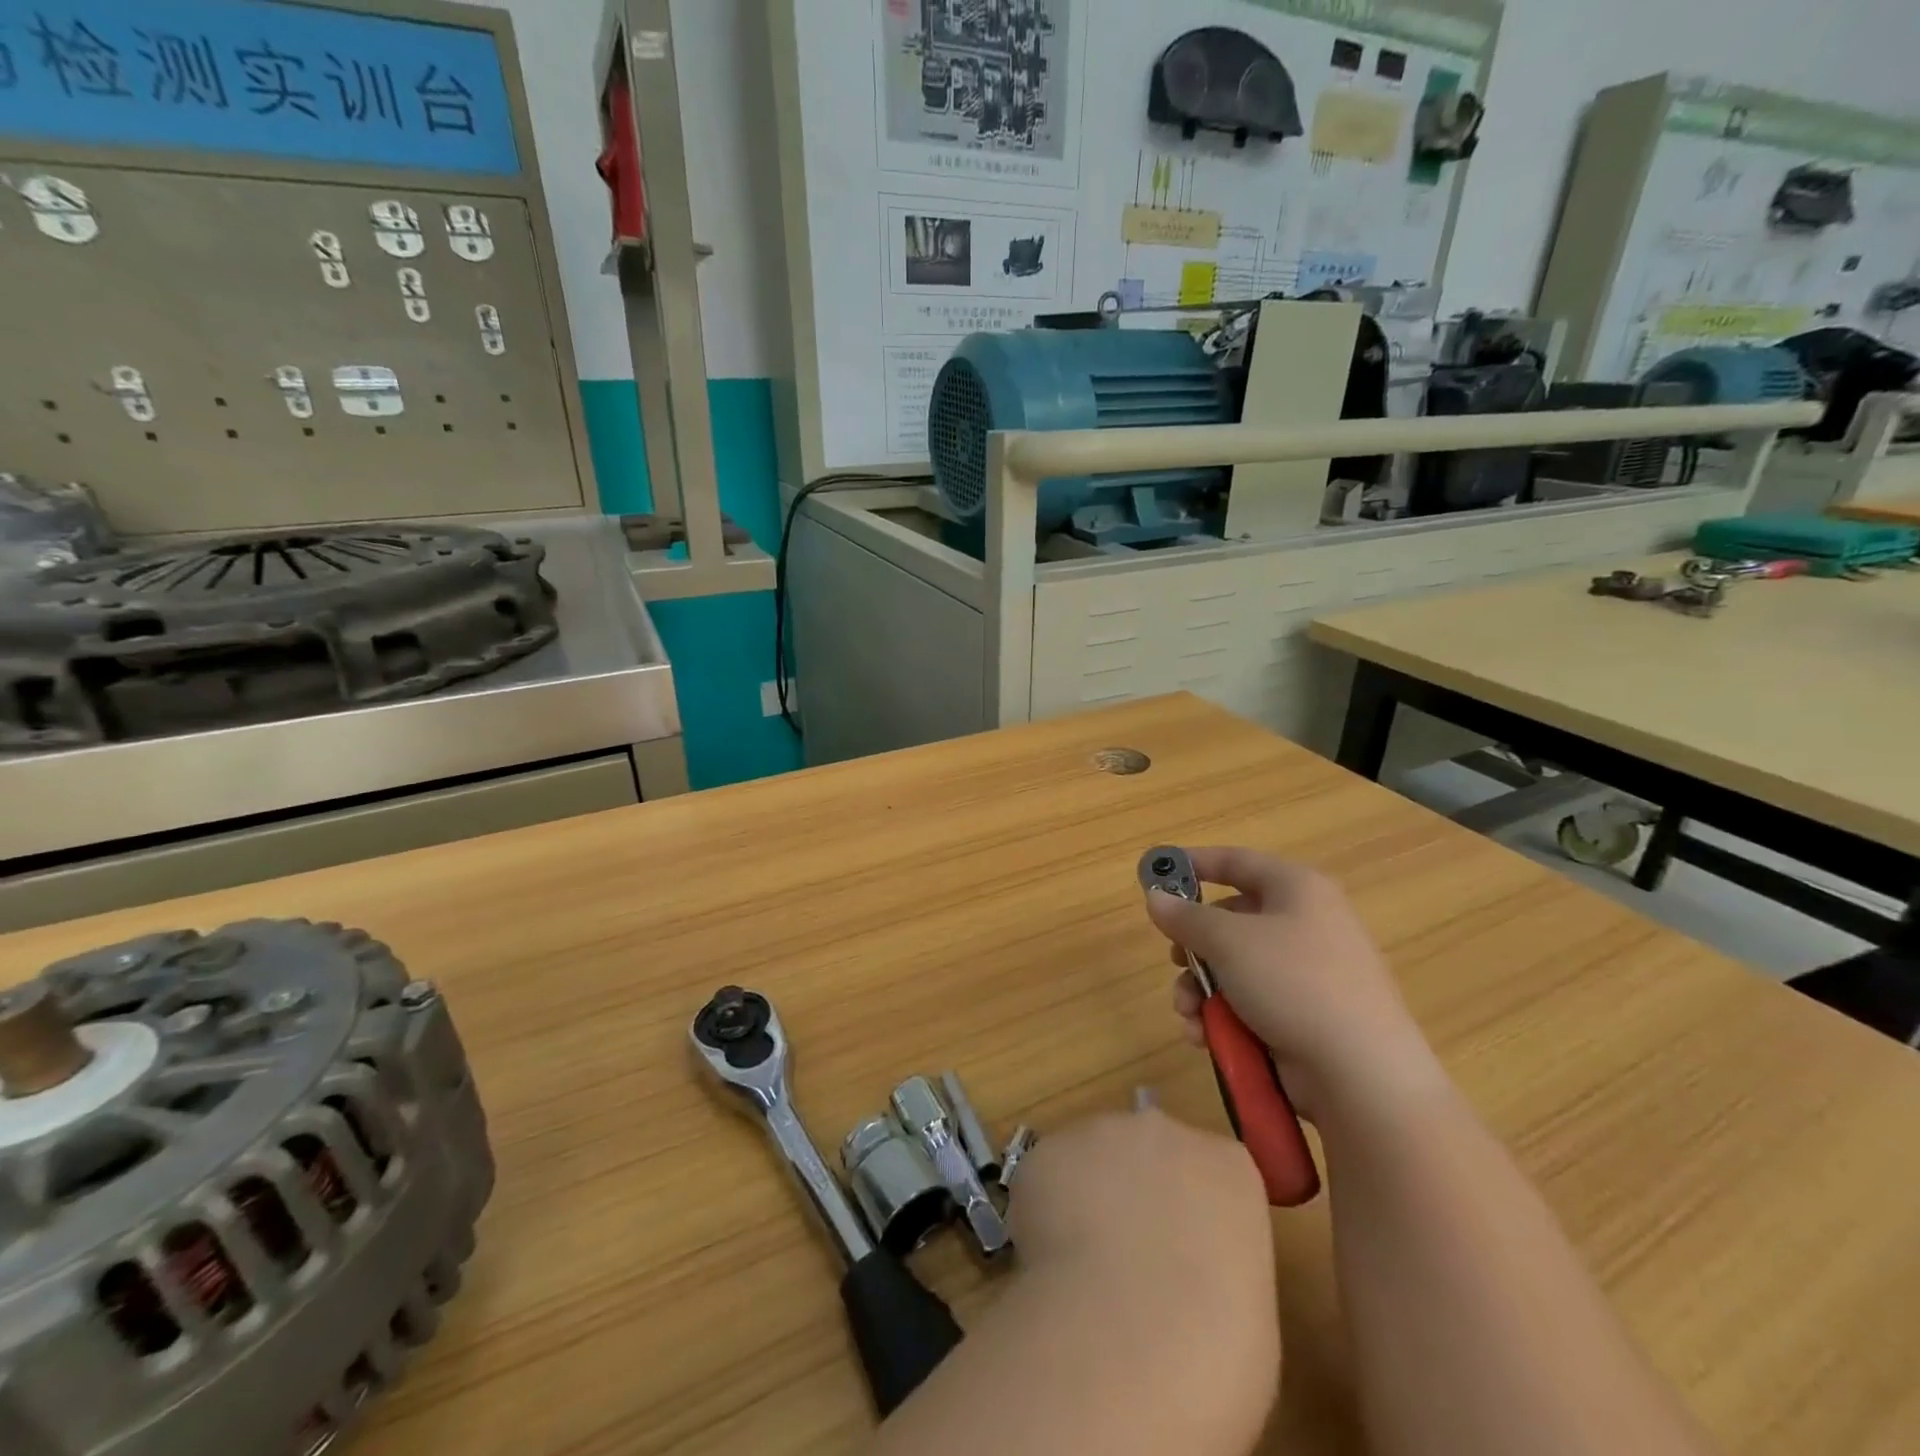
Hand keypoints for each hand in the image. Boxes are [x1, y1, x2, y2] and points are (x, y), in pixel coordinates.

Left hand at [1007, 1109, 1279, 1424]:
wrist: (1128, 1342)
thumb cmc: (1216, 1351)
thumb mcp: (1248, 1312)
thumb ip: (1216, 1265)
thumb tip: (1183, 1277)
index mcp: (1228, 1167)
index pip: (1213, 1174)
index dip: (1193, 1217)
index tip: (1185, 1261)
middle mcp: (1164, 1132)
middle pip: (1150, 1151)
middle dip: (1138, 1193)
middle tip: (1130, 1261)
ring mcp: (1100, 1132)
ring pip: (1093, 1156)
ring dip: (1089, 1195)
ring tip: (1084, 1268)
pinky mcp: (1047, 1150)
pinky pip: (1047, 1175)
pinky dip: (1045, 1210)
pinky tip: (1050, 1263)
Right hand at [1145, 847, 1443, 1118]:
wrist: (1361, 1074)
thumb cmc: (1293, 983)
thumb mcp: (1228, 941)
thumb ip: (1185, 916)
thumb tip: (1155, 897)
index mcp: (1297, 889)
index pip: (1237, 861)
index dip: (1195, 863)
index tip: (1158, 872)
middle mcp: (1305, 924)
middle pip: (1231, 920)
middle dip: (1193, 946)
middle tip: (1175, 960)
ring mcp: (1307, 974)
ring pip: (1234, 968)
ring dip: (1201, 990)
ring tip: (1189, 1013)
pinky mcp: (1304, 1016)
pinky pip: (1250, 1003)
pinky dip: (1223, 1018)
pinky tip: (1205, 1037)